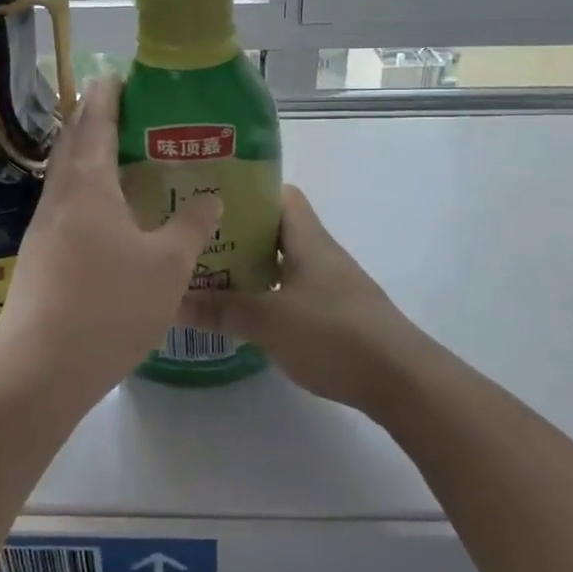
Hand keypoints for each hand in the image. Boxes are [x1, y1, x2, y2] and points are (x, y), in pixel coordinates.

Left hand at [0, 77, 221, 405]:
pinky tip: (98, 213)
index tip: (114, 75)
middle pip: (71, 144)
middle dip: (88, 118)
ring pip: (62, 176)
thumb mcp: (167, 266)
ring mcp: (42, 228)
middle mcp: (59, 198)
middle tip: (114, 105)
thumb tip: (210, 196)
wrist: (41, 366)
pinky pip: (61, 205)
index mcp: (88, 187)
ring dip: (82, 155)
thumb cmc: (110, 305)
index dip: (106, 98)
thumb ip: (190, 226)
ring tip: (110, 153)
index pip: (95, 125)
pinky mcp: (37, 257)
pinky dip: (80, 191)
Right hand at [181, 185, 423, 415]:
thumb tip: (172, 301)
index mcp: (306, 238)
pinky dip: (265, 294)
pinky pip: (289, 290)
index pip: (277, 194)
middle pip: (273, 228)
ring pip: (280, 262)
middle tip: (195, 240)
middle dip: (235, 232)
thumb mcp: (268, 321)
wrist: (401, 380)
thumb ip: (220, 309)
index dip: (245, 191)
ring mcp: (328, 284)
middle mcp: (318, 253)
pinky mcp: (333, 314)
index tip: (209, 199)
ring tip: (207, 274)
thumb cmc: (334, 334)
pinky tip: (241, 312)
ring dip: (248, 266)